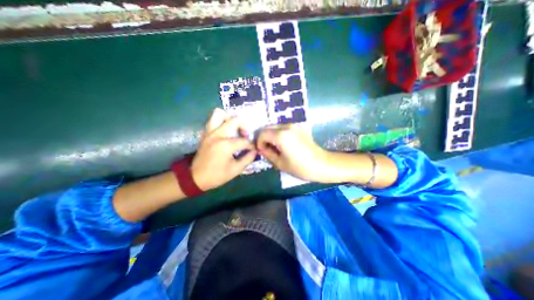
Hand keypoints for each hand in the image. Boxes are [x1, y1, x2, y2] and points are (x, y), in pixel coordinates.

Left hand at [191, 109, 257, 189]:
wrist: (196, 177)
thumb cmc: (217, 175)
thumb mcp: (236, 170)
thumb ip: (248, 159)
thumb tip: (254, 151)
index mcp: (226, 145)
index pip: (244, 140)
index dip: (251, 145)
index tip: (254, 149)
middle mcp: (218, 135)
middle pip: (234, 120)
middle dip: (243, 126)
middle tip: (245, 135)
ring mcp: (210, 132)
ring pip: (219, 113)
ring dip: (229, 118)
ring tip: (234, 128)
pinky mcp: (205, 133)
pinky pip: (212, 120)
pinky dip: (221, 122)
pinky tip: (225, 131)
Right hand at [256, 124, 327, 181]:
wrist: (322, 164)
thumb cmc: (300, 167)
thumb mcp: (280, 163)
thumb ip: (267, 153)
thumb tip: (261, 148)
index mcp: (281, 135)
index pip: (262, 134)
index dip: (259, 142)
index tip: (261, 151)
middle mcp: (287, 126)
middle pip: (268, 128)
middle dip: (265, 138)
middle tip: (267, 150)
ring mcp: (294, 126)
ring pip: (276, 127)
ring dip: (272, 136)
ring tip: (275, 148)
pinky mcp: (299, 128)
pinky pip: (284, 129)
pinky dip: (279, 135)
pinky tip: (283, 145)